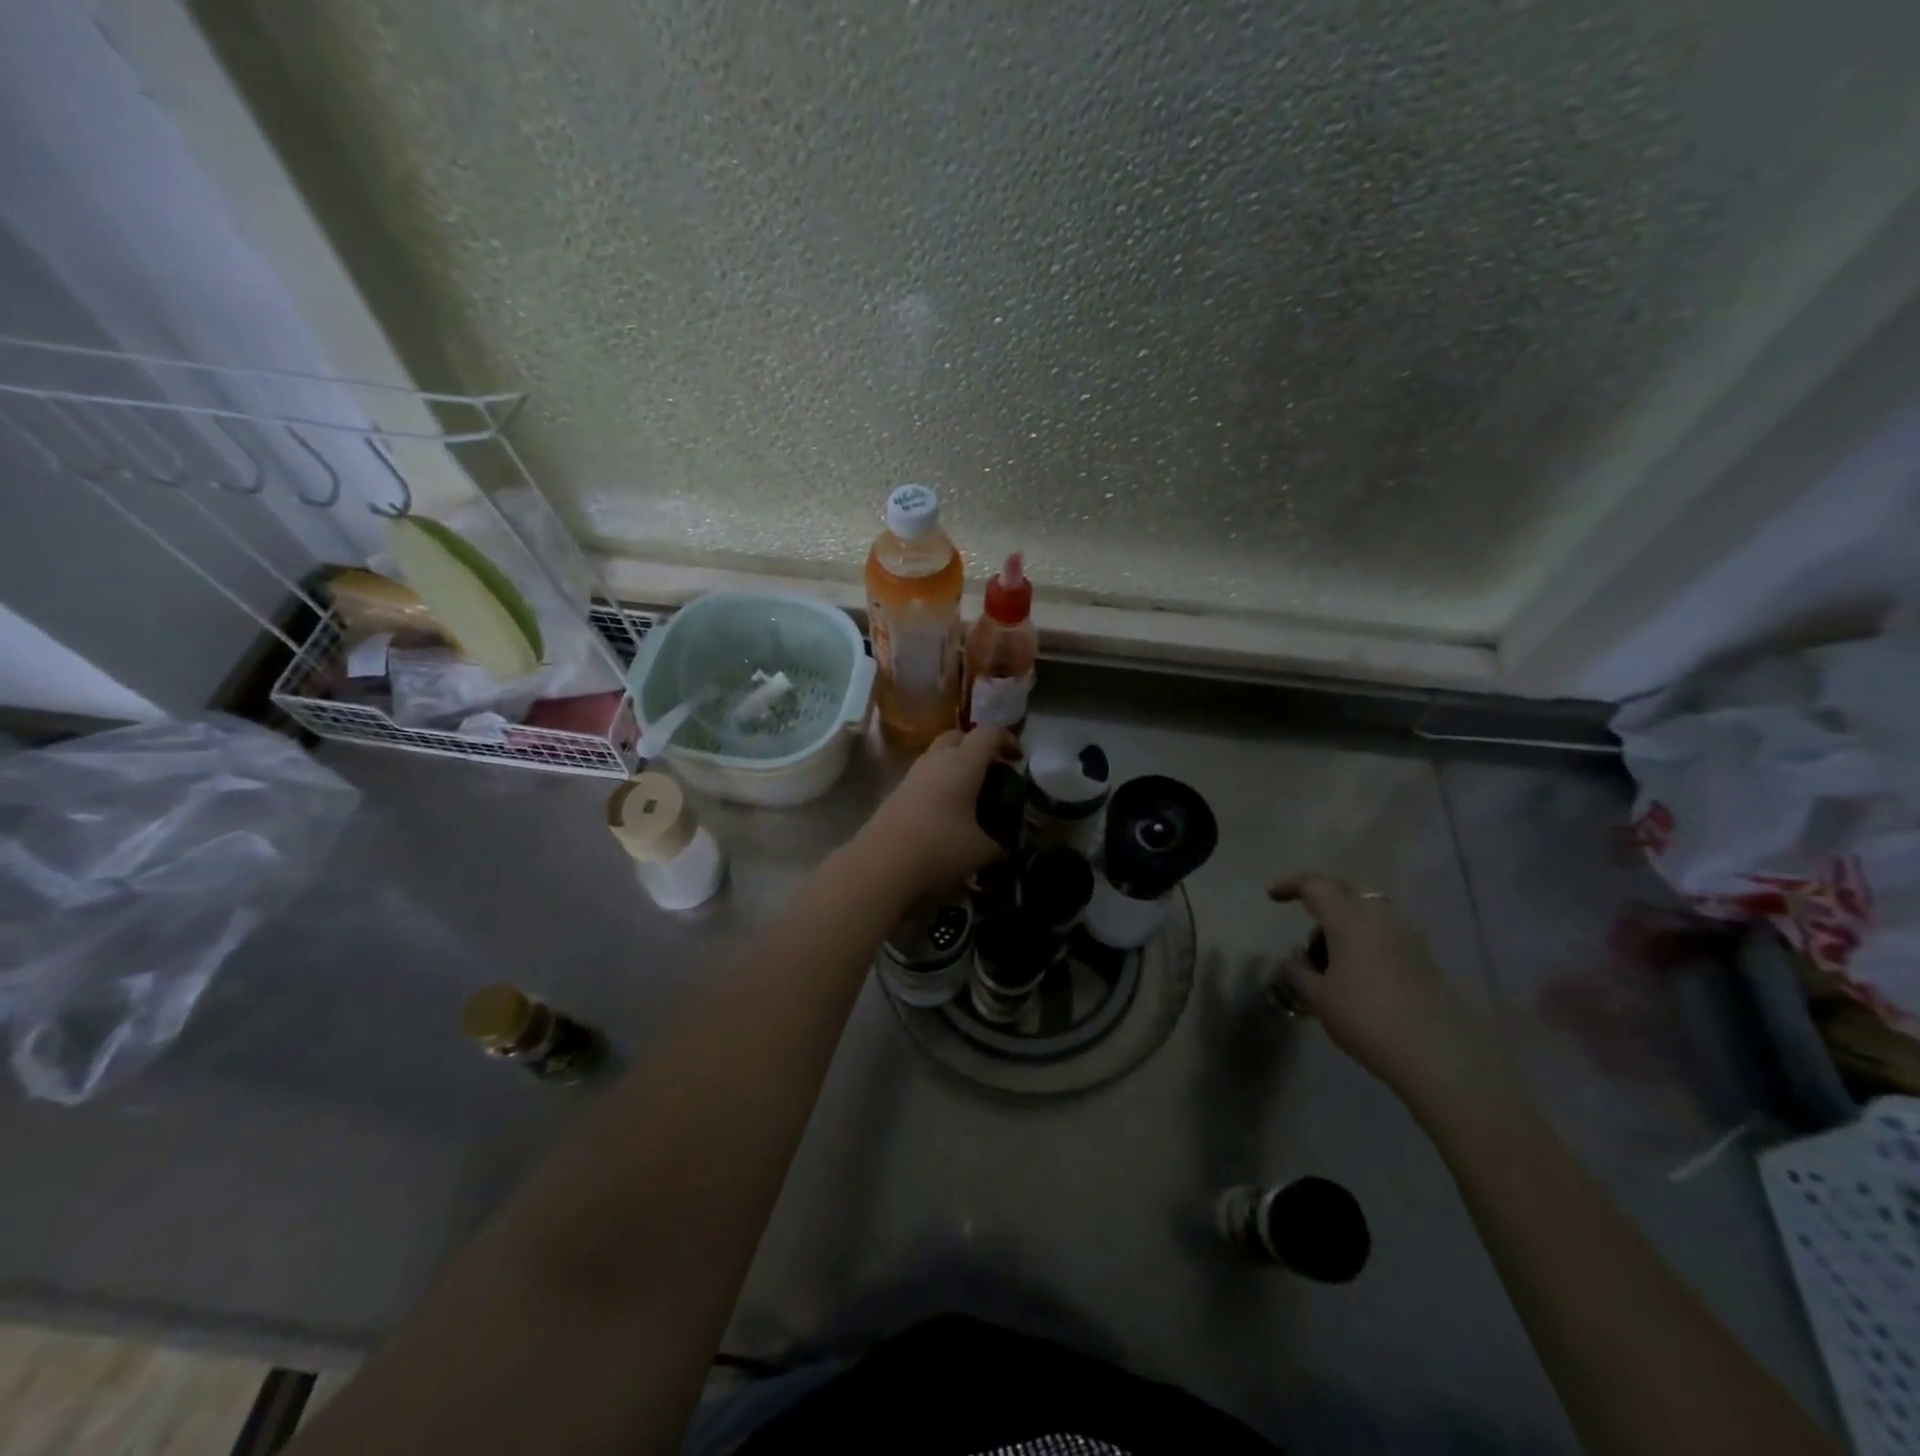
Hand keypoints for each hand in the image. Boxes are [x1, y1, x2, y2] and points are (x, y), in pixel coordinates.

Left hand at [856, 727, 1016, 899]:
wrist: (881, 865)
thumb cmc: (939, 848)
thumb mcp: (982, 851)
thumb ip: (1001, 844)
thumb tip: (1008, 846)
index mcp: (962, 764)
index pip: (988, 734)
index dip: (1007, 740)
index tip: (1018, 759)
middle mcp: (936, 760)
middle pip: (958, 736)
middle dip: (977, 748)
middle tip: (992, 772)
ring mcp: (912, 775)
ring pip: (937, 756)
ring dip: (956, 766)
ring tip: (970, 794)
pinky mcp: (896, 793)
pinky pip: (924, 777)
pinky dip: (939, 784)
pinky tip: (947, 811)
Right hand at [1269, 873, 1517, 1115]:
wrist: (1438, 1056)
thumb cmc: (1366, 1019)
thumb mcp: (1319, 999)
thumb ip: (1298, 972)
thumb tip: (1294, 959)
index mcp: (1350, 920)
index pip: (1315, 885)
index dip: (1290, 885)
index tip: (1271, 896)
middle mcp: (1381, 919)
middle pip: (1350, 888)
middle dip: (1326, 895)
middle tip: (1307, 916)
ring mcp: (1408, 937)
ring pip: (1372, 911)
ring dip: (1348, 921)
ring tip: (1331, 957)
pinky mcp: (1425, 959)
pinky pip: (1388, 934)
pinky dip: (1368, 940)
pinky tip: (1358, 973)